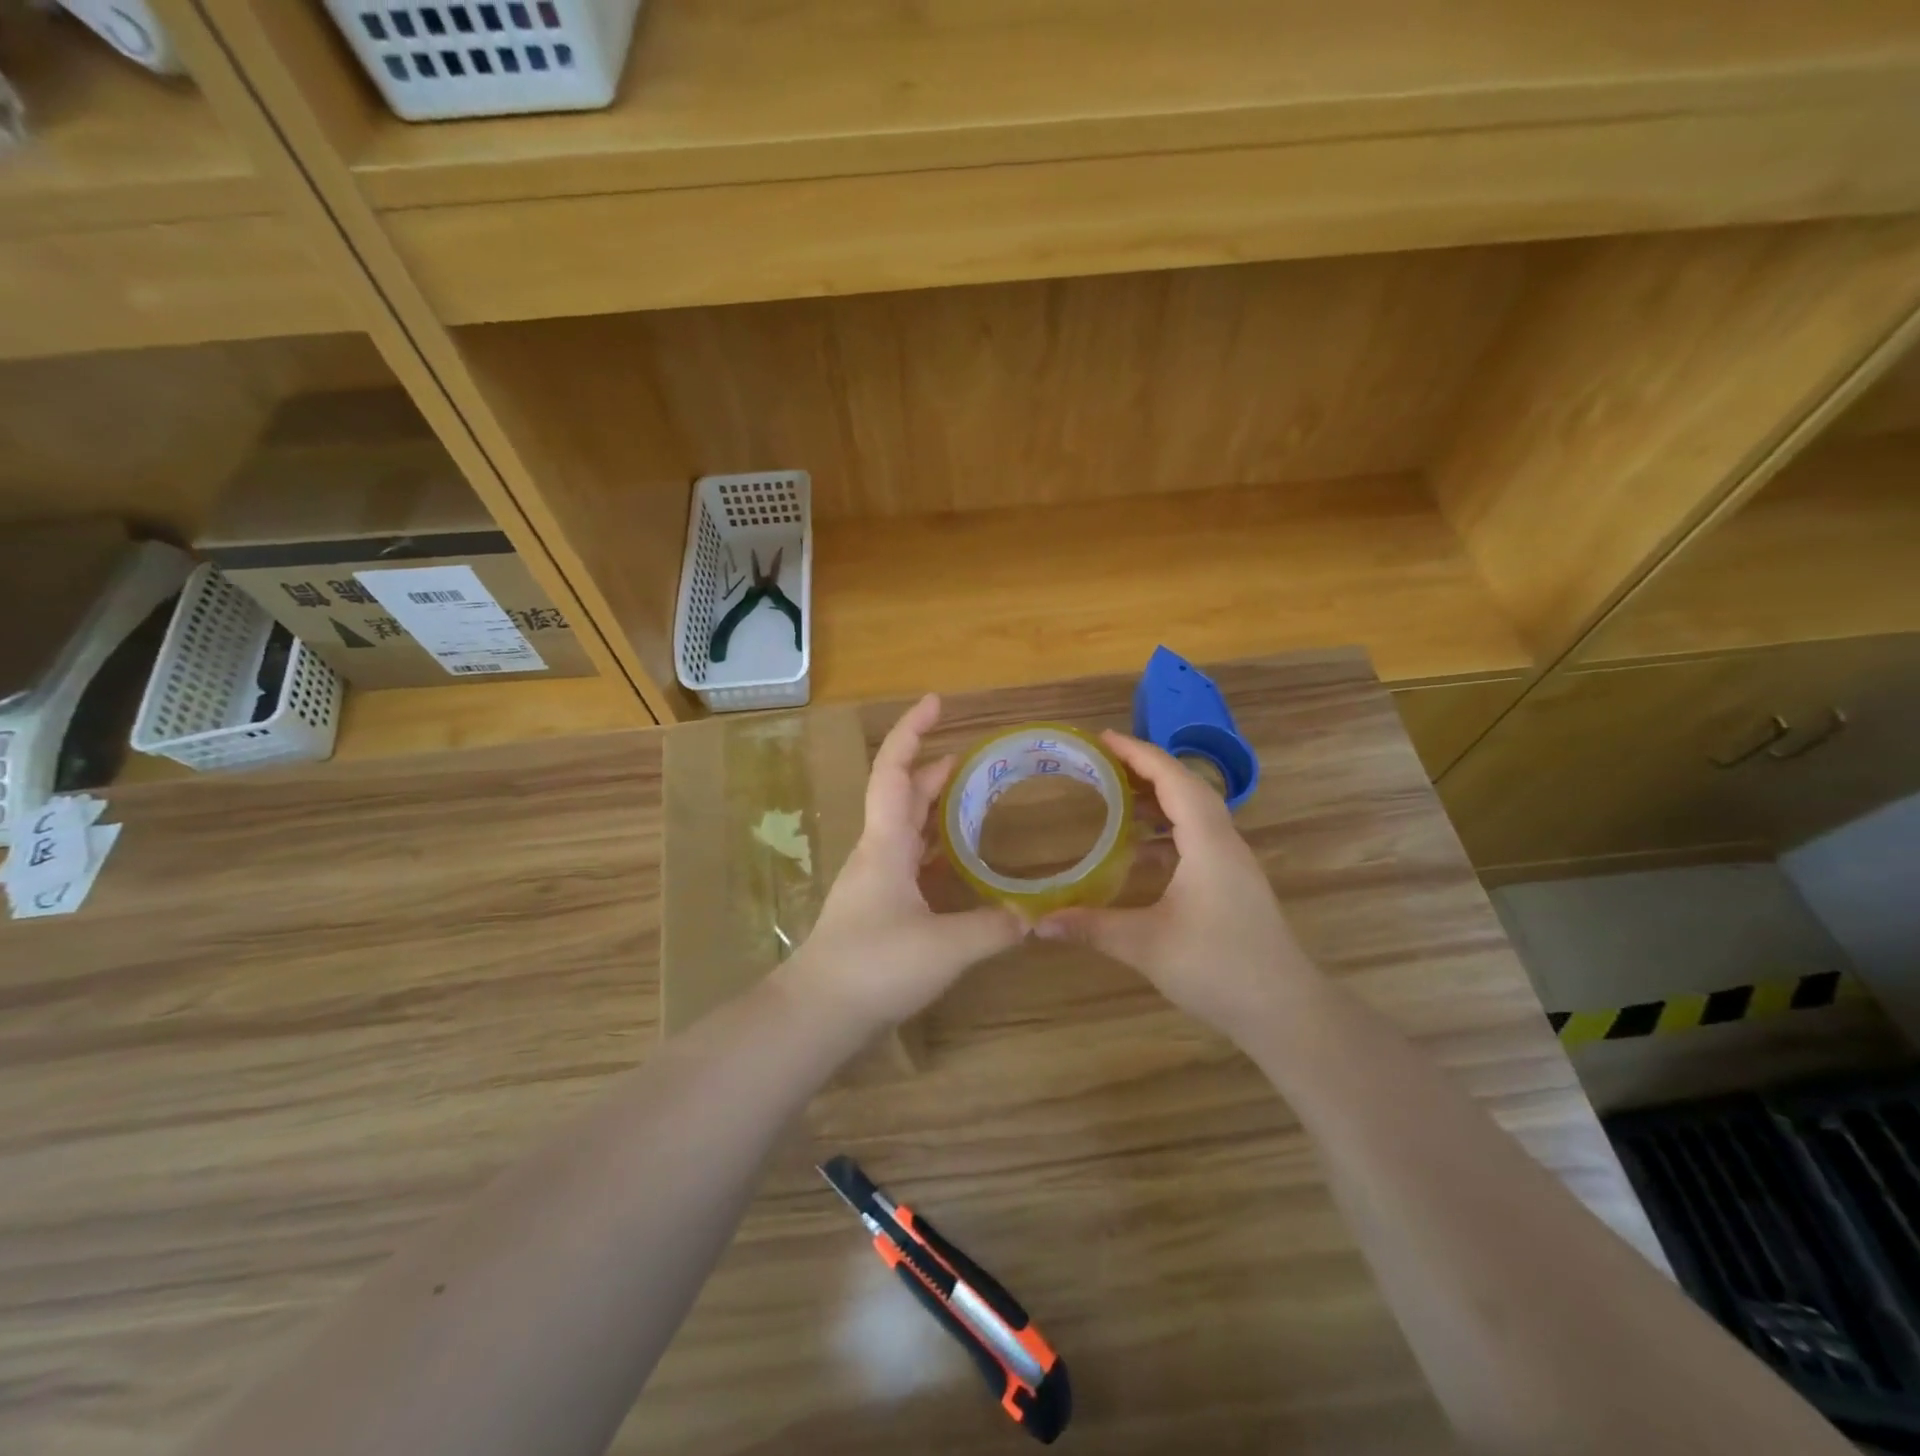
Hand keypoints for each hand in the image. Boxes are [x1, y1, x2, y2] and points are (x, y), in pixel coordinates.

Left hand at [783, 694, 1025, 1027]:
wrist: (818, 1012)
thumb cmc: (876, 965)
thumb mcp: (946, 947)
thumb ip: (994, 928)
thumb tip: (1033, 916)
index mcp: (887, 843)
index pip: (896, 771)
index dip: (912, 732)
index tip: (935, 702)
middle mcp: (877, 851)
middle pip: (902, 794)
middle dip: (932, 767)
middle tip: (970, 756)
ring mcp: (873, 880)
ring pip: (904, 827)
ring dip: (932, 806)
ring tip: (969, 798)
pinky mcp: (876, 907)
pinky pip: (907, 859)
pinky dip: (932, 847)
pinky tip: (954, 863)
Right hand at [1036, 731, 1318, 1038]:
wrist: (1285, 1011)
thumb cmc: (1218, 968)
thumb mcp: (1146, 946)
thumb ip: (1091, 928)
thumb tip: (1037, 923)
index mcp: (1207, 842)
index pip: (1173, 779)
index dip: (1138, 753)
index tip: (1103, 739)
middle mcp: (1224, 842)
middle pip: (1186, 787)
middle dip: (1145, 769)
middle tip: (1102, 764)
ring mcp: (1232, 864)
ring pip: (1195, 813)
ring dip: (1157, 799)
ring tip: (1115, 797)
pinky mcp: (1233, 884)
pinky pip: (1197, 838)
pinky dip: (1166, 831)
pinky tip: (1139, 851)